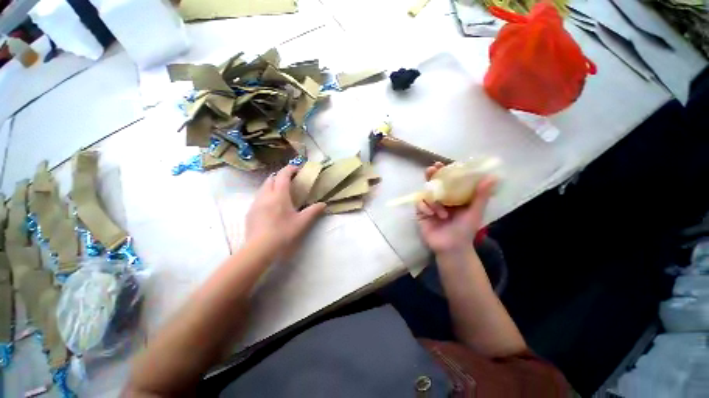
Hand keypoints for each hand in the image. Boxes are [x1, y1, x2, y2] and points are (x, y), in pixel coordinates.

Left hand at [245, 165, 325, 257]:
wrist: (259, 249)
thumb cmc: (283, 233)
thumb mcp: (302, 222)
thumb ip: (314, 211)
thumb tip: (323, 204)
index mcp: (279, 195)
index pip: (283, 175)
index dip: (290, 169)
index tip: (297, 168)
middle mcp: (265, 195)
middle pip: (271, 178)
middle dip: (280, 176)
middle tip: (290, 182)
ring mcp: (255, 203)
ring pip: (263, 188)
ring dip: (272, 185)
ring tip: (281, 194)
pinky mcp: (250, 212)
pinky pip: (258, 197)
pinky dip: (266, 195)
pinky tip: (271, 207)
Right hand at [416, 162, 495, 253]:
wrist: (451, 248)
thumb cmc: (464, 230)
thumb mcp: (474, 212)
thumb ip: (481, 196)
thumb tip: (492, 176)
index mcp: (454, 197)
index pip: (448, 181)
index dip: (444, 171)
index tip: (441, 164)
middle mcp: (441, 199)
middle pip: (433, 183)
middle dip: (431, 176)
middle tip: (431, 170)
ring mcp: (430, 205)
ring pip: (426, 193)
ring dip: (432, 201)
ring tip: (442, 214)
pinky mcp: (421, 213)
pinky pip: (419, 204)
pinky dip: (424, 207)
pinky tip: (431, 214)